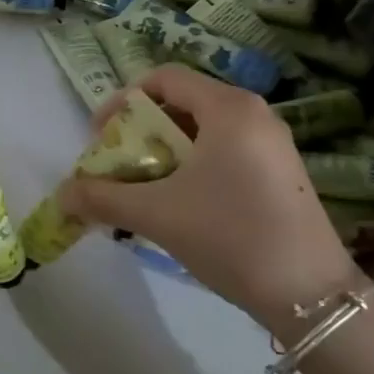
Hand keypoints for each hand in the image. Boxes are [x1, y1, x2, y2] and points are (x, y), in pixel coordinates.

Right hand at [59, 65, 362, 334]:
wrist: (311, 295)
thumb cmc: (230, 236)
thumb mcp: (157, 214)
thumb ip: (103, 198)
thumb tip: (62, 196)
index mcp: (228, 108)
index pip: (162, 78)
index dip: (122, 101)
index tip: (101, 137)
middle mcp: (254, 114)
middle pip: (181, 103)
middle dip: (140, 131)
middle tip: (118, 165)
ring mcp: (272, 143)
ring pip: (202, 130)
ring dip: (163, 152)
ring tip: (143, 187)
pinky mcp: (281, 171)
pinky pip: (224, 151)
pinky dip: (192, 165)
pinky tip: (180, 203)